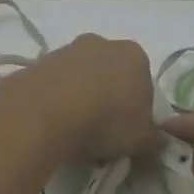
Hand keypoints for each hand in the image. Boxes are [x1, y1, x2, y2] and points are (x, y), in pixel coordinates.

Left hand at [21, 34, 158, 161]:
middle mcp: (102, 43)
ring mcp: (68, 49)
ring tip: (74, 134)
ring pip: (82, 80)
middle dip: (109, 103)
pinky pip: (56, 86)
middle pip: (112, 78)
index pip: (144, 85)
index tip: (127, 135)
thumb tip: (151, 150)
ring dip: (82, 102)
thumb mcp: (142, 141)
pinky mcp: (40, 62)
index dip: (138, 113)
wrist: (46, 112)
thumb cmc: (106, 120)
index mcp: (135, 55)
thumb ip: (152, 143)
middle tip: (102, 135)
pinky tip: (54, 124)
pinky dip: (57, 102)